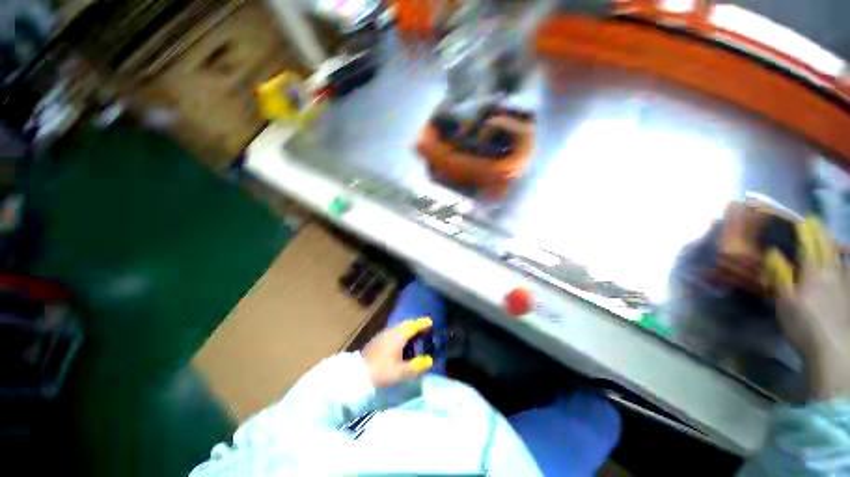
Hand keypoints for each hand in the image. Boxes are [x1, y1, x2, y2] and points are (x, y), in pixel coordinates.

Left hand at [362, 318, 433, 387]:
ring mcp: (383, 335)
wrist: (357, 374)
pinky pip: (393, 331)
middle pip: (406, 324)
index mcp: (398, 336)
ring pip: (399, 327)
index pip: (413, 326)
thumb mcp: (401, 372)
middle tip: (425, 328)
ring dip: (408, 328)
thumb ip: (417, 366)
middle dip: (416, 324)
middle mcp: (391, 332)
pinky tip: (401, 342)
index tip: (431, 322)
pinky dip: (401, 333)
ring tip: (415, 334)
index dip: (422, 324)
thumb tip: (429, 360)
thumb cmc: (382, 372)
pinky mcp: (377, 340)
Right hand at [765, 218, 849, 399]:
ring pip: (839, 259)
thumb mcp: (785, 302)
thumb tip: (773, 253)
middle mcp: (830, 274)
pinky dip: (845, 263)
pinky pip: (847, 273)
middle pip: (826, 249)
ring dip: (834, 246)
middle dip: (821, 235)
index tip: (803, 220)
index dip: (805, 233)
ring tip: (830, 240)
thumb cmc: (803, 324)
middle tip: (816, 223)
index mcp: (812, 273)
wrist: (833, 348)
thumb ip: (780, 275)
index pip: (809, 247)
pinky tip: (844, 263)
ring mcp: (843, 285)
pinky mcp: (849, 297)